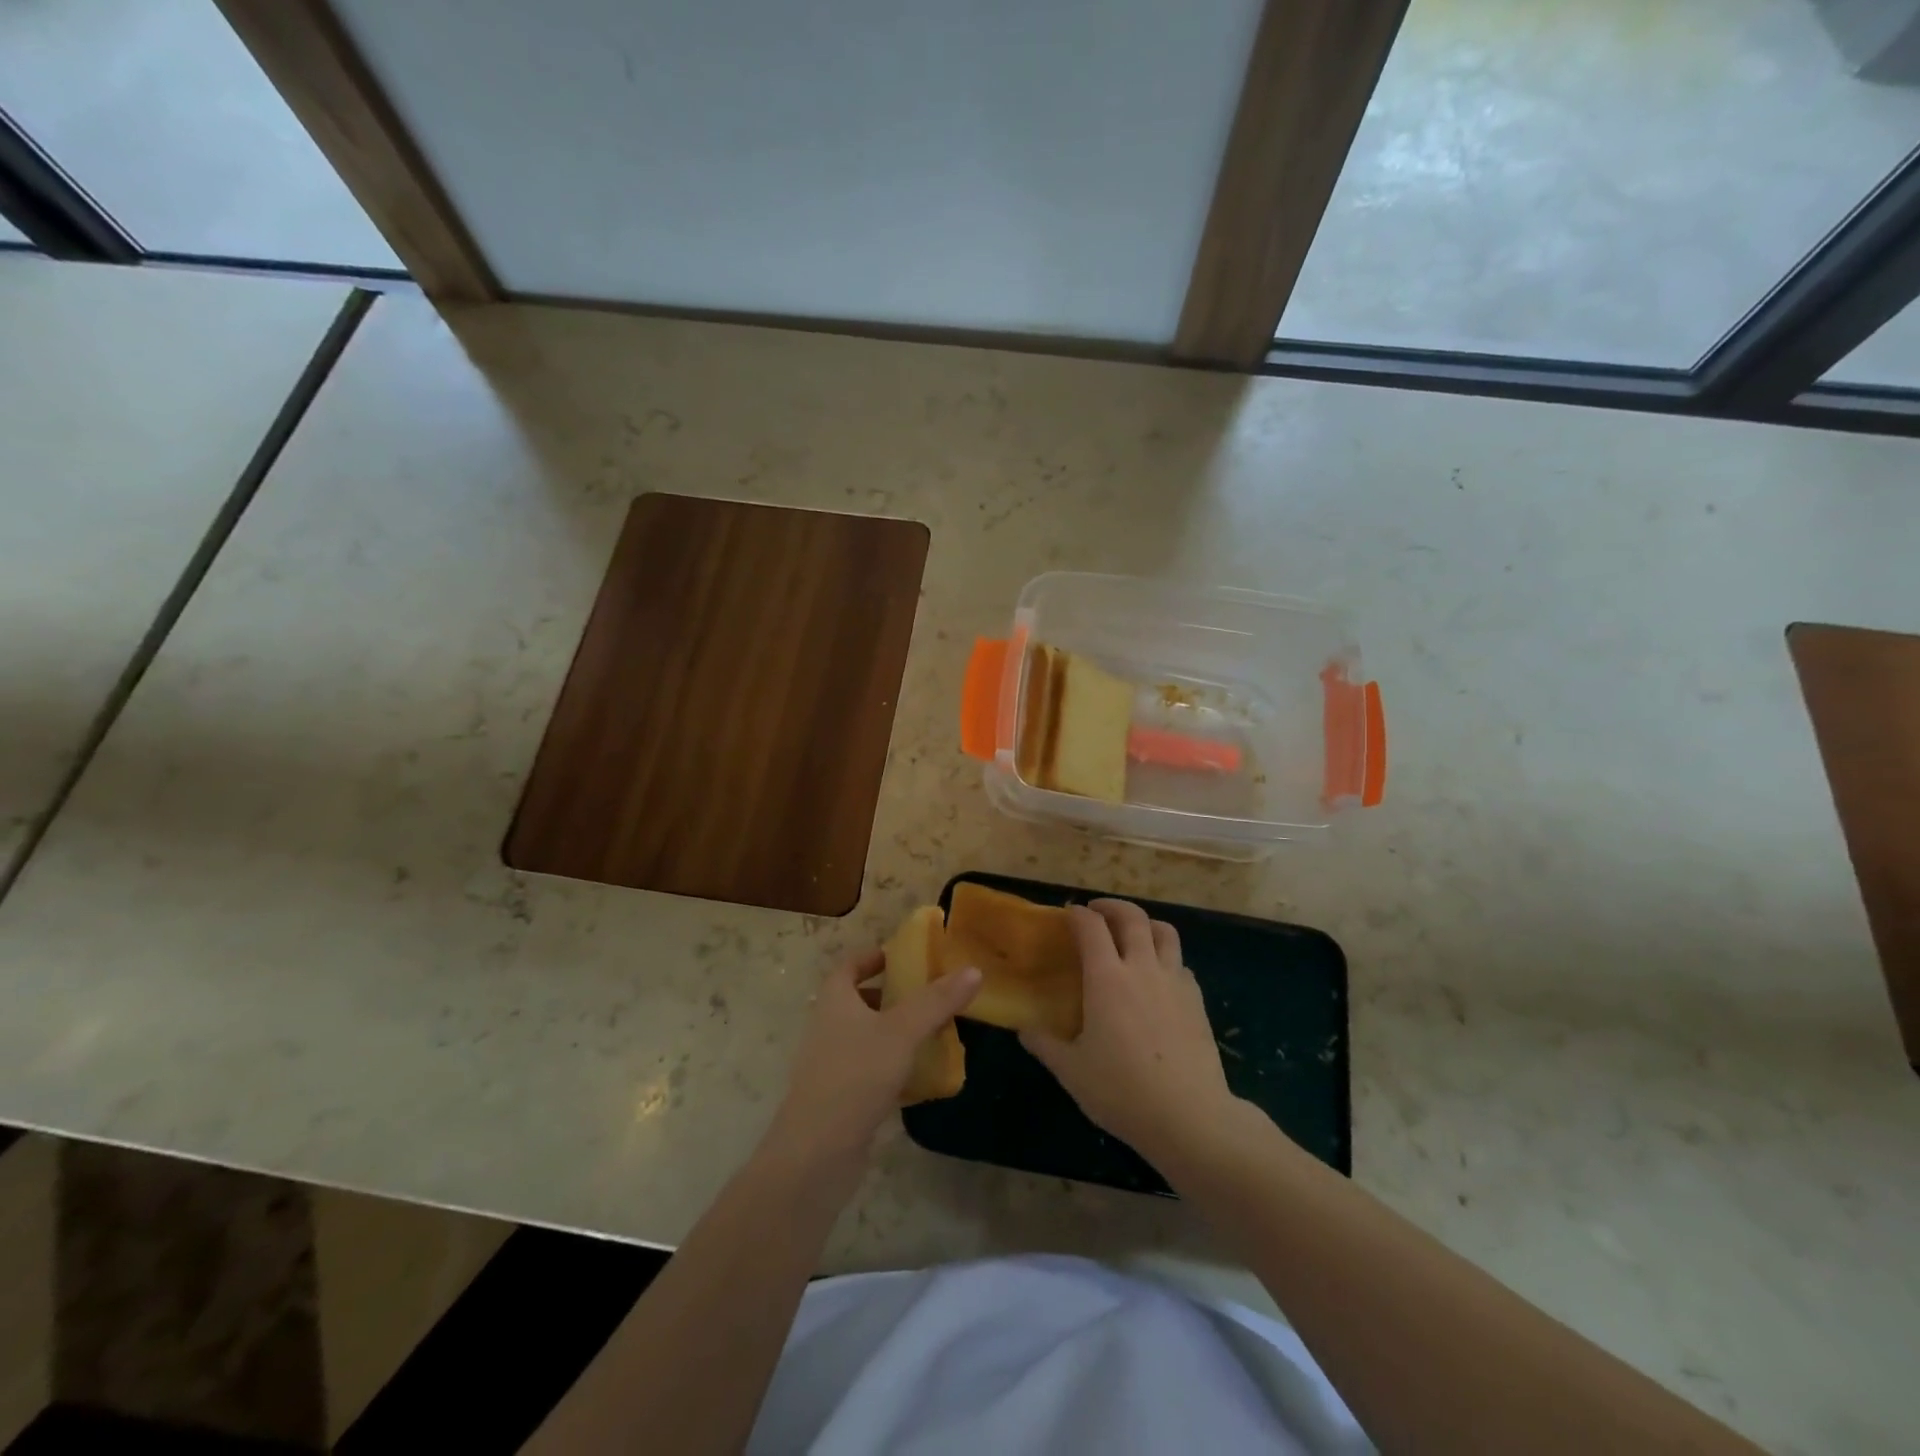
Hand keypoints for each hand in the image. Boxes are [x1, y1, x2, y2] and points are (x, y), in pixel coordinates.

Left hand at [767, 948, 980, 1175]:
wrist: (816, 1153)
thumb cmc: (856, 1075)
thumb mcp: (902, 1031)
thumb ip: (937, 1001)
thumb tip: (974, 970)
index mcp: (834, 999)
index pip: (851, 965)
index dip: (875, 957)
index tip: (905, 957)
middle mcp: (828, 1026)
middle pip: (860, 999)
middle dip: (893, 995)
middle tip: (930, 995)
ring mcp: (832, 1064)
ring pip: (867, 1036)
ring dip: (896, 1032)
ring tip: (934, 1031)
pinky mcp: (841, 1097)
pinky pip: (871, 1070)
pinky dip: (895, 1066)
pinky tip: (923, 1075)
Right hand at [1020, 899, 1236, 1166]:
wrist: (1190, 1117)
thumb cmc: (1122, 1091)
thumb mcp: (1072, 1072)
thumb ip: (1045, 1045)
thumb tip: (1024, 1030)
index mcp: (1106, 978)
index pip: (1091, 927)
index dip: (1077, 914)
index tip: (1068, 915)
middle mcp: (1141, 968)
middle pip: (1132, 917)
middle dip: (1112, 906)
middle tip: (1097, 912)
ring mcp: (1174, 982)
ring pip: (1164, 932)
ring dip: (1145, 924)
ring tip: (1133, 934)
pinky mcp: (1196, 1000)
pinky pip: (1180, 964)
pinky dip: (1166, 958)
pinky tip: (1158, 978)